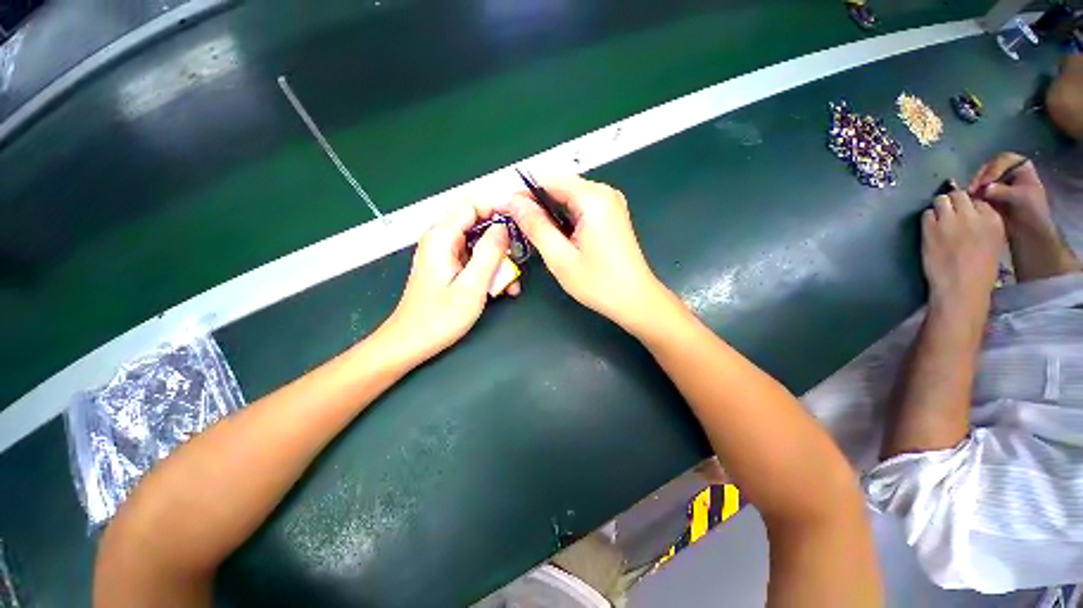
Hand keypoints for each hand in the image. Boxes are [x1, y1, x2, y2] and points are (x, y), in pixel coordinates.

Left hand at [382, 203, 514, 364]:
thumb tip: (503, 227)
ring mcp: (445, 254)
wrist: (411, 342)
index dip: (498, 208)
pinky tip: (502, 289)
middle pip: (478, 225)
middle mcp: (442, 240)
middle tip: (519, 260)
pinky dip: (489, 271)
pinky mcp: (449, 268)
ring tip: (512, 284)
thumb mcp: (471, 285)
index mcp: (442, 237)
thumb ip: (489, 253)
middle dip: (503, 241)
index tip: (521, 222)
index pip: (473, 205)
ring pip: (480, 245)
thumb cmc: (439, 317)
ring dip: (499, 262)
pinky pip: (474, 260)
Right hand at [499, 176, 664, 329]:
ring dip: (550, 212)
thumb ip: (535, 226)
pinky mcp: (611, 215)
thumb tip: (514, 202)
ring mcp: (610, 203)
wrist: (635, 299)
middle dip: (537, 203)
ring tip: (538, 235)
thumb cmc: (599, 283)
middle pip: (560, 186)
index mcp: (593, 198)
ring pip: (569, 197)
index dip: (525, 192)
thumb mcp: (560, 257)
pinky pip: (580, 207)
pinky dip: (565, 218)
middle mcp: (604, 193)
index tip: (509, 211)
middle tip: (521, 227)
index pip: (549, 179)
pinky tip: (559, 237)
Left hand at [922, 190, 1004, 312]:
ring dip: (939, 208)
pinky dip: (928, 219)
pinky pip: (926, 214)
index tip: (966, 215)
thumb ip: (984, 223)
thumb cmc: (980, 271)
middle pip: (958, 195)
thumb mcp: (994, 242)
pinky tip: (931, 230)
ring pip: (941, 200)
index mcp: (993, 219)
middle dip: (953, 202)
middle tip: (950, 215)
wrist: (961, 287)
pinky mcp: (931, 228)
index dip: (970, 206)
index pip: (979, 199)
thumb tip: (972, 211)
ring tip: (940, 221)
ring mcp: (950, 220)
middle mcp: (972, 215)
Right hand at [968, 153, 1051, 233]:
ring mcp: (999, 184)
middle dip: (980, 178)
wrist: (1030, 234)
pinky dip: (973, 195)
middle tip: (972, 190)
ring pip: (983, 179)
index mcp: (1021, 168)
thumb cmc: (1031, 214)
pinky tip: (970, 201)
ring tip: (969, 197)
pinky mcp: (991, 196)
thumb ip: (1003, 191)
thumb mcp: (1021, 199)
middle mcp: (1009, 172)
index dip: (993, 168)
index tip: (985, 182)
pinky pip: (979, 190)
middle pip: (990, 168)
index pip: (1003, 160)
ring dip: (975, 187)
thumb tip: (985, 188)